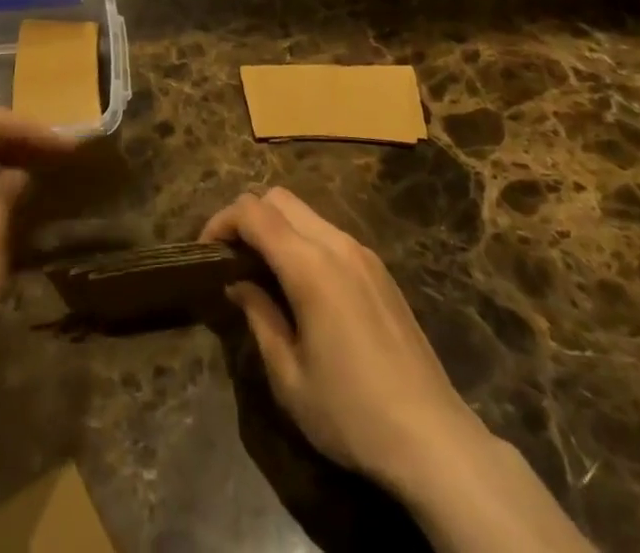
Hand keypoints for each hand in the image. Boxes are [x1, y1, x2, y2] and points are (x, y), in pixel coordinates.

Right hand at [202, 187, 486, 498]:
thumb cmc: (352, 414)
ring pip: (306, 212)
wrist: (434, 440)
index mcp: (310, 266)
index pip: (253, 212)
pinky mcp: (380, 270)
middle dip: (247, 217)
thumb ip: (258, 317)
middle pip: (279, 198)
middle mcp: (337, 244)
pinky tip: (302, 286)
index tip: (205, 251)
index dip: (221, 222)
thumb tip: (237, 283)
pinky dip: (303, 241)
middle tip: (231, 258)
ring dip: (276, 227)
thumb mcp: (289, 377)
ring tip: (262, 272)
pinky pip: (330, 234)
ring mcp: (363, 254)